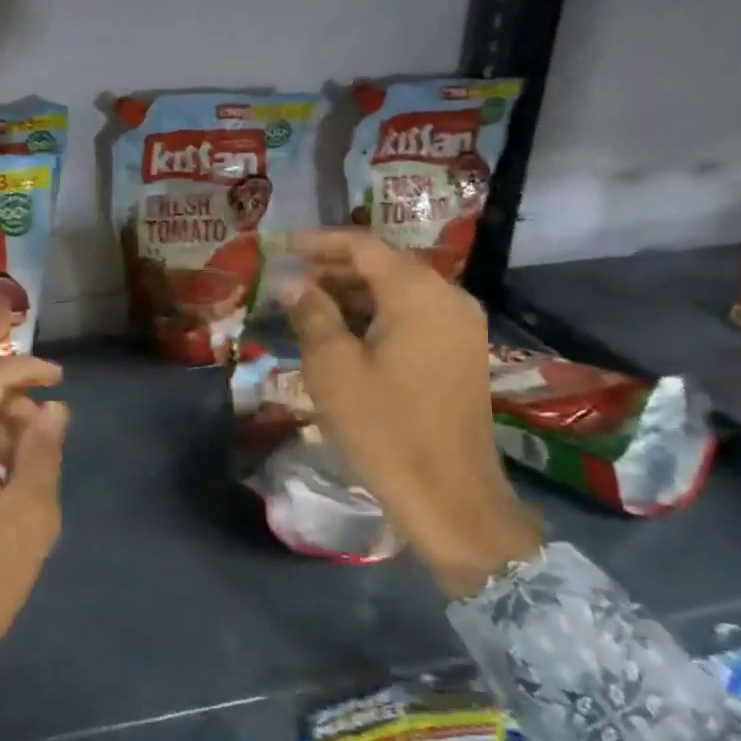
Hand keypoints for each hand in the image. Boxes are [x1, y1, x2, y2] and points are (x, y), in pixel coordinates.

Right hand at [281, 230, 540, 598]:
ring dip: (352, 294)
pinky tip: (341, 333)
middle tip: (287, 278)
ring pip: (398, 293)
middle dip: (333, 268)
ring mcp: (460, 329)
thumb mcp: (333, 368)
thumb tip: (290, 281)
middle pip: (384, 265)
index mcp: (419, 294)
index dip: (319, 242)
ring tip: (305, 305)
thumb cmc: (384, 428)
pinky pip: (412, 318)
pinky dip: (375, 317)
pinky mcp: (460, 356)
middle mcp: (448, 300)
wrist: (450, 498)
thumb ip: (311, 313)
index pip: (364, 246)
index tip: (280, 247)